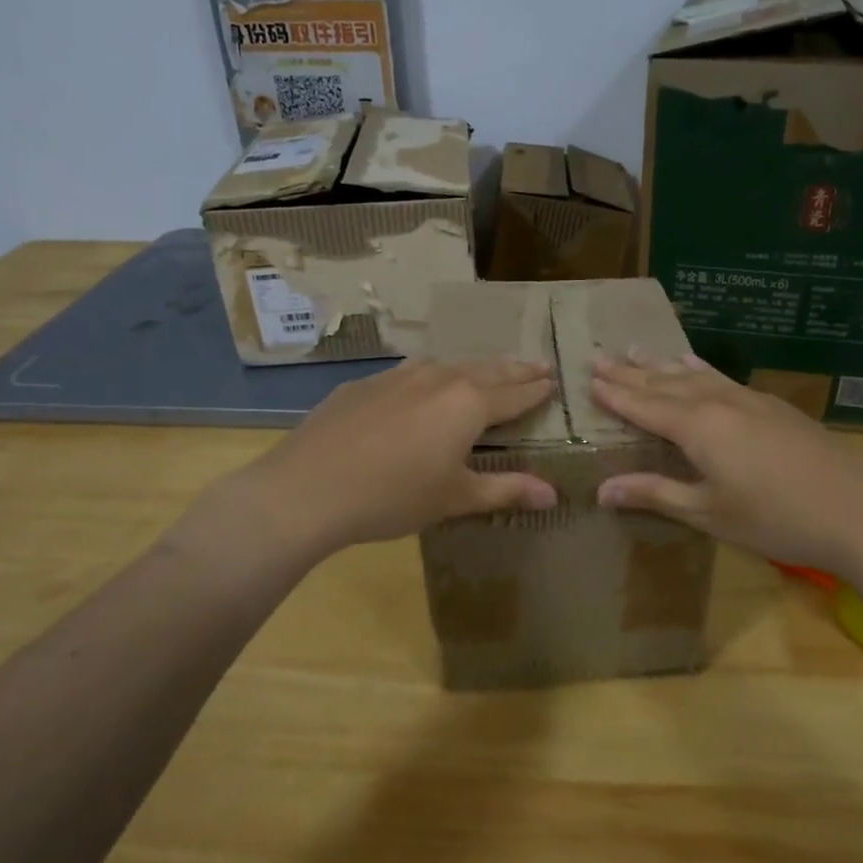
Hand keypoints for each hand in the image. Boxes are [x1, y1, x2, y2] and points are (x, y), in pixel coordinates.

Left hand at [175, 359, 557, 564]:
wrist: (307, 488)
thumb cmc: (393, 496)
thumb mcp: (455, 497)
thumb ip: (506, 490)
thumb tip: (553, 494)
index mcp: (468, 404)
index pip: (515, 392)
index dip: (537, 389)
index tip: (554, 380)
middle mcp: (438, 379)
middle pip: (486, 370)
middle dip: (514, 369)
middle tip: (537, 364)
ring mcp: (398, 377)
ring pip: (448, 364)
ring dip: (474, 367)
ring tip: (488, 370)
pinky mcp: (365, 385)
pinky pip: (411, 372)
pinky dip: (432, 374)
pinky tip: (424, 382)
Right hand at [590, 352, 862, 581]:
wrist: (858, 511)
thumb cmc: (775, 519)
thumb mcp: (708, 512)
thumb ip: (656, 494)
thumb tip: (601, 490)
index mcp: (698, 427)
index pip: (644, 405)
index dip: (615, 394)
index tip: (588, 377)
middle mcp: (719, 403)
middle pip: (665, 384)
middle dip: (630, 372)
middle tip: (599, 356)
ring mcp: (749, 400)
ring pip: (694, 376)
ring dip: (661, 365)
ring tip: (635, 349)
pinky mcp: (772, 407)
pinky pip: (721, 379)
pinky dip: (698, 370)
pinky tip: (694, 365)